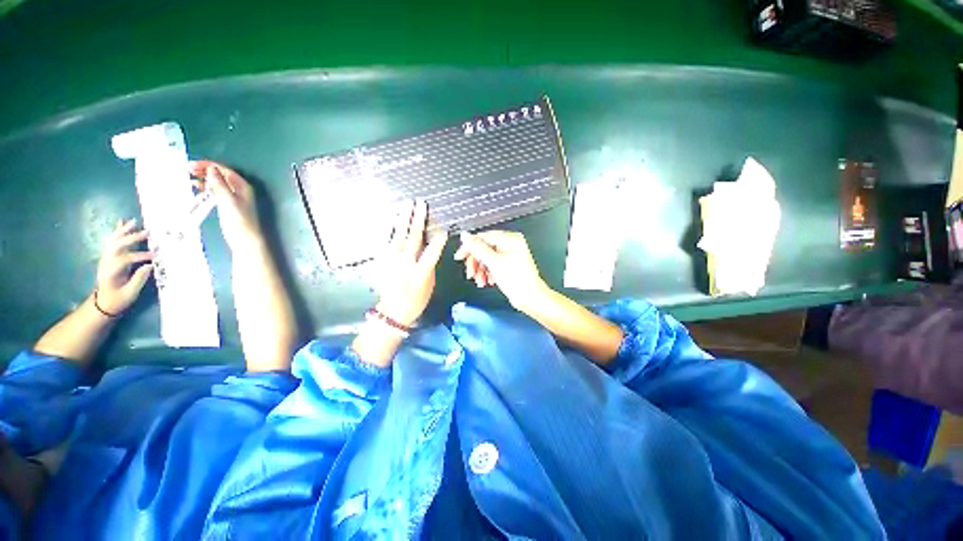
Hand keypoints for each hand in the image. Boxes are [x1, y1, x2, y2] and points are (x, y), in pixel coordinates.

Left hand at [95, 219, 154, 315]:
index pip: (125, 259)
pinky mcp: (109, 257)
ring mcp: (106, 259)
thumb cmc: (118, 300)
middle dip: (132, 238)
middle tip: (148, 232)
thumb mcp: (129, 294)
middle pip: (118, 246)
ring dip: (124, 231)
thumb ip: (138, 279)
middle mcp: (106, 263)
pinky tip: (121, 222)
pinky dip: (117, 232)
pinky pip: (113, 242)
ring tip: (134, 222)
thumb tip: (150, 265)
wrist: (102, 303)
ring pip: (113, 241)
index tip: (155, 257)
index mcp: (111, 273)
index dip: (140, 256)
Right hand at [189, 160, 263, 253]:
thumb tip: (211, 169)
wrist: (243, 238)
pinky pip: (215, 191)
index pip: (225, 170)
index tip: (192, 165)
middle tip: (188, 169)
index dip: (209, 165)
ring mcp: (233, 197)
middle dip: (205, 170)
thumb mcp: (228, 200)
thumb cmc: (238, 219)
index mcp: (242, 186)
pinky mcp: (227, 204)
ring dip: (204, 178)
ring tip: (189, 176)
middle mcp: (239, 189)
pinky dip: (206, 187)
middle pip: (221, 175)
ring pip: (217, 182)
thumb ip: (220, 184)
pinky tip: (196, 187)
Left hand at [374, 200, 447, 326]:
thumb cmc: (416, 300)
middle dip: (418, 220)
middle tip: (420, 204)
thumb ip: (429, 265)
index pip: (431, 254)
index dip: (438, 242)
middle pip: (412, 239)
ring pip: (398, 236)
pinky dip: (391, 228)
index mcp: (420, 274)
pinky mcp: (382, 261)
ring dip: (403, 219)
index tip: (443, 231)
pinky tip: (393, 218)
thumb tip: (428, 247)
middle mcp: (404, 265)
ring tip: (406, 205)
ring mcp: (391, 262)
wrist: (393, 311)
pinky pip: (387, 241)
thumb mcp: (429, 284)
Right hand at [454, 230, 549, 311]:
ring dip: (480, 270)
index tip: (459, 257)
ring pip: (486, 258)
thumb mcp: (493, 262)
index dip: (469, 248)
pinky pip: (492, 265)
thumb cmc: (516, 280)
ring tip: (480, 281)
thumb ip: (477, 248)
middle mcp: (510, 244)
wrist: (529, 298)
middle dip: (476, 263)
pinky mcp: (508, 264)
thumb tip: (465, 235)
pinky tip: (487, 281)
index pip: (483, 237)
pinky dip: (487, 273)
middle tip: (470, 274)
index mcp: (510, 239)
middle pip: (484, 249)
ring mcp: (509, 254)